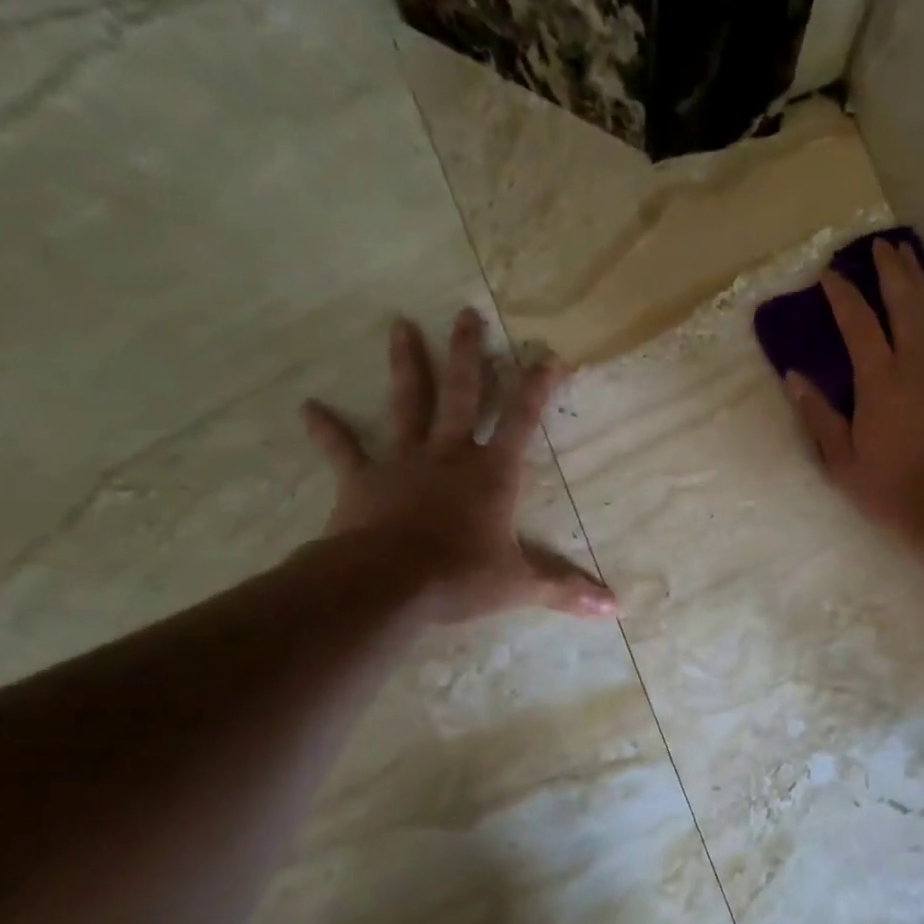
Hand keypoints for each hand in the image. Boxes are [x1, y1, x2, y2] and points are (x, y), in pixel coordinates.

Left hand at [300, 310, 616, 623]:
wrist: (385, 585)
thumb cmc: (459, 577)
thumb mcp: (520, 585)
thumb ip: (566, 590)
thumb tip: (615, 610)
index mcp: (491, 473)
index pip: (522, 420)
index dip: (537, 387)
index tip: (548, 354)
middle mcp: (449, 454)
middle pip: (460, 394)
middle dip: (467, 354)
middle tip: (466, 313)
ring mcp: (403, 462)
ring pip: (406, 403)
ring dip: (405, 364)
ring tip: (399, 324)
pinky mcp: (363, 480)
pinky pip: (343, 449)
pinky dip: (327, 430)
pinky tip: (307, 407)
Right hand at [785, 239, 923, 542]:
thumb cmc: (892, 491)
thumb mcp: (842, 462)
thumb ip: (818, 416)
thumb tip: (794, 378)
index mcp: (881, 381)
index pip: (858, 323)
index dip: (843, 295)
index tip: (830, 275)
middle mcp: (918, 363)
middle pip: (905, 302)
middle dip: (891, 271)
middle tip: (881, 246)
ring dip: (919, 281)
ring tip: (908, 258)